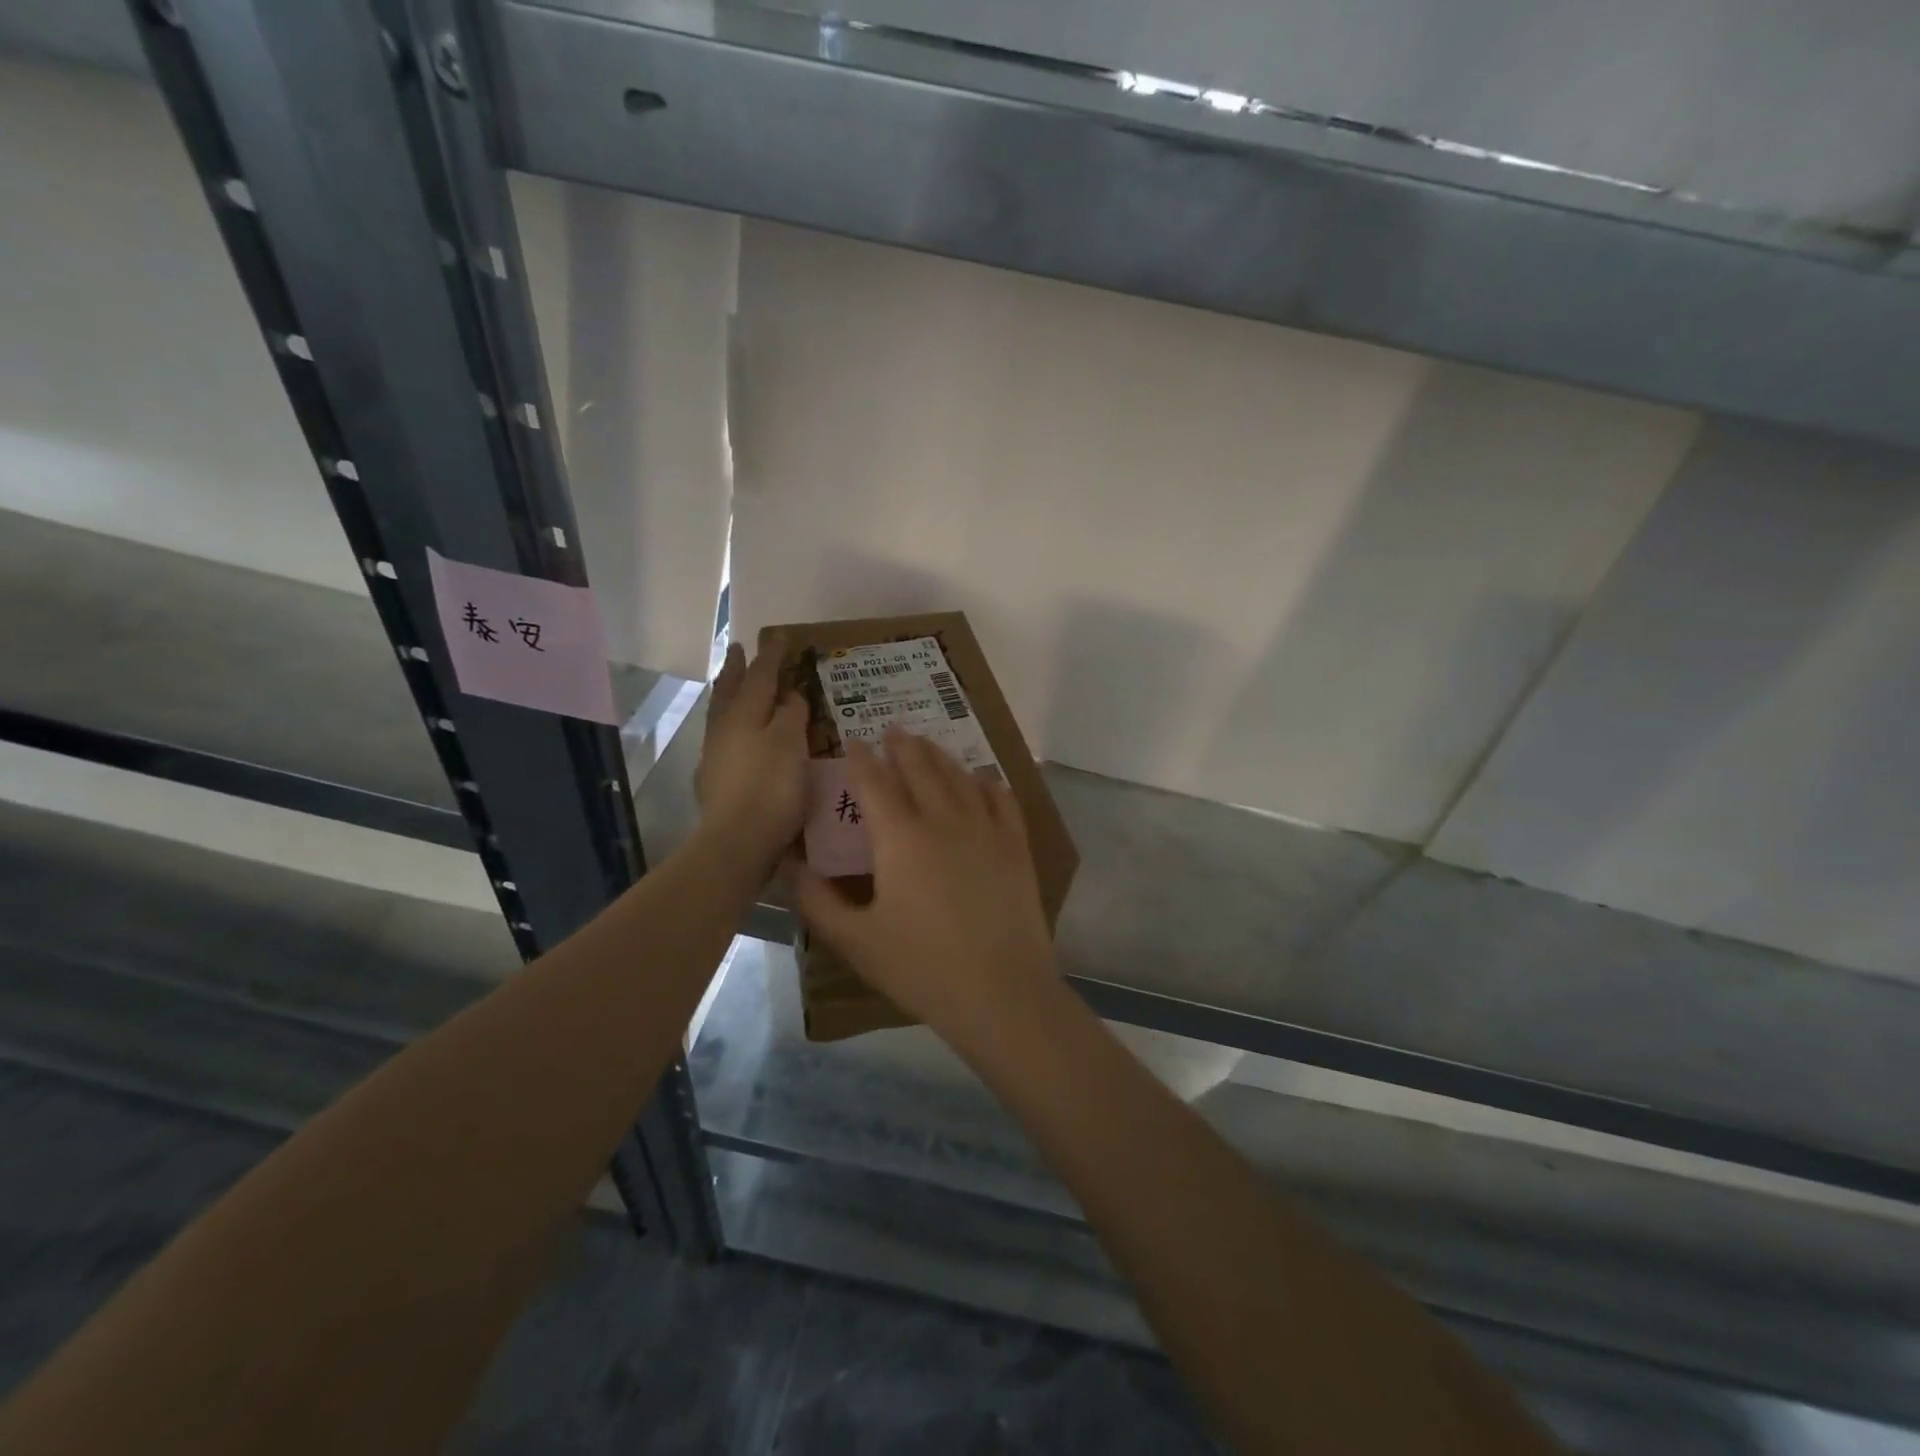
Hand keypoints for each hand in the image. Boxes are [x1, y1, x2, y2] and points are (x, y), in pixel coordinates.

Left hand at [695, 639, 807, 865]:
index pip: (760, 676)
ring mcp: (716, 755)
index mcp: (745, 714)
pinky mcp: (715, 780)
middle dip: (737, 669)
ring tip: (734, 685)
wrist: (738, 841)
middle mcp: (725, 728)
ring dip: (728, 694)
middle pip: (730, 690)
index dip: (772, 656)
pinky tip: (737, 734)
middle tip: (739, 648)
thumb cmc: (772, 787)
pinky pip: (724, 737)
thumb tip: (790, 695)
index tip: (781, 636)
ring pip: (722, 714)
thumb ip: (792, 715)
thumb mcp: (792, 744)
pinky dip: (732, 725)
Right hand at [791, 728, 1055, 1046]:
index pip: (875, 783)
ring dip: (940, 756)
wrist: (1001, 992)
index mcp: (900, 837)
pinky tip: (982, 779)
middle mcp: (944, 819)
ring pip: (960, 777)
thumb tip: (793, 865)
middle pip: (920, 768)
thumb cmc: (922, 968)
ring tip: (928, 745)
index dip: (861, 759)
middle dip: (903, 746)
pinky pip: (1001, 799)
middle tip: (893, 729)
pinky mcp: (1016, 846)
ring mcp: (985, 829)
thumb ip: (818, 900)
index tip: (853, 741)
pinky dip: (987, 782)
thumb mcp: (856, 940)